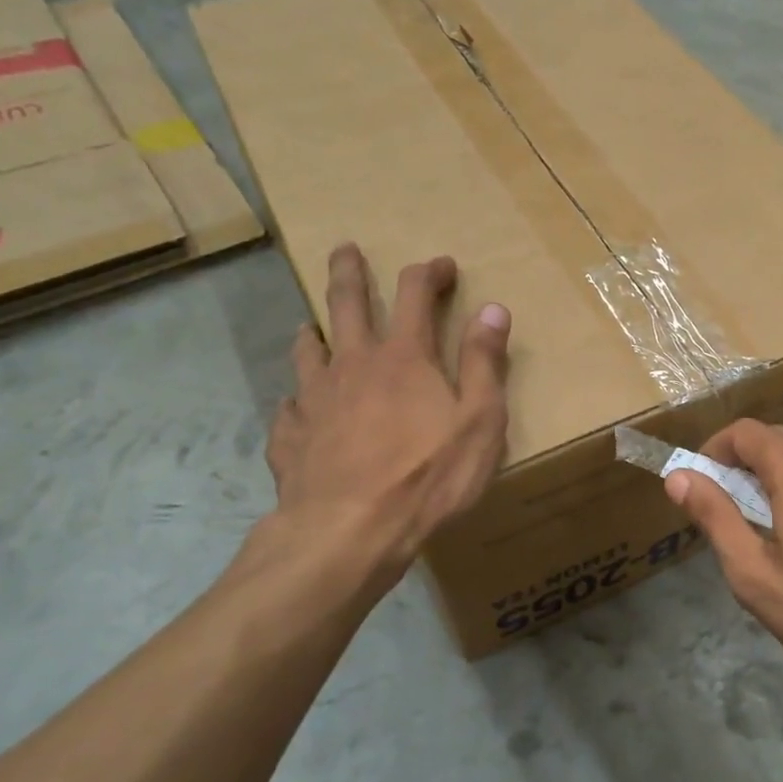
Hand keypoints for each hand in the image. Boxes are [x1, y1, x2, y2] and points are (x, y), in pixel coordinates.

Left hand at [264, 243, 510, 600]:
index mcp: (404, 358)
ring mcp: (314, 399)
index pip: (415, 294)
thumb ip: (485, 363)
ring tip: (311, 326)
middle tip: (345, 250)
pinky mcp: (290, 437)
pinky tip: (298, 408)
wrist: (349, 531)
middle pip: (346, 304)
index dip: (429, 272)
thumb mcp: (479, 422)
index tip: (442, 265)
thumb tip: (493, 309)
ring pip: (308, 349)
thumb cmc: (427, 477)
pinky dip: (297, 400)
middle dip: (349, 272)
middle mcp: (353, 365)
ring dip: (313, 331)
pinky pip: (289, 407)